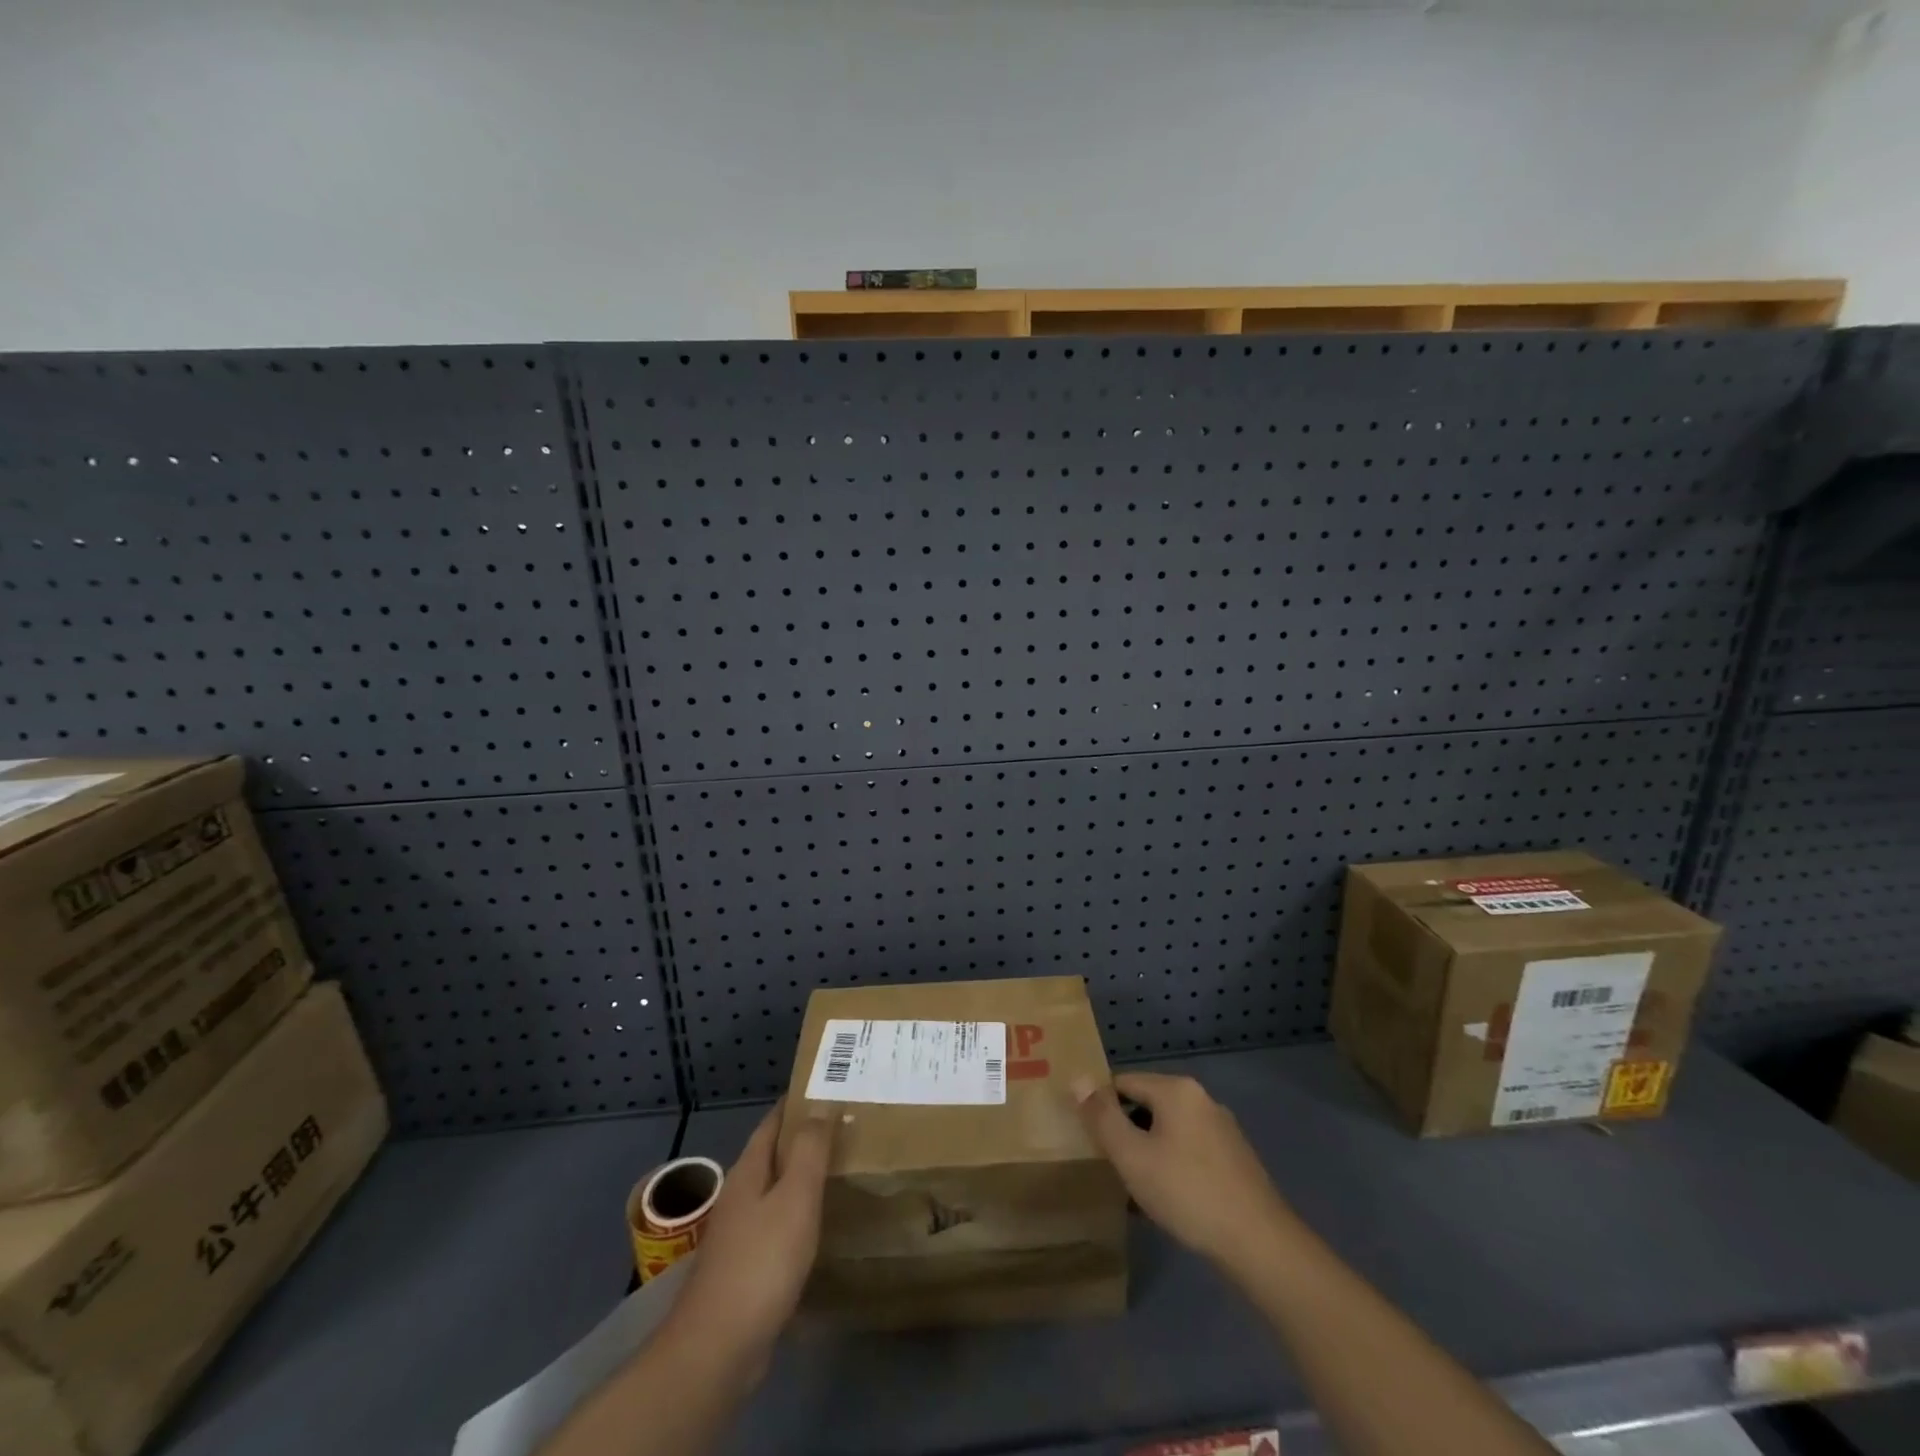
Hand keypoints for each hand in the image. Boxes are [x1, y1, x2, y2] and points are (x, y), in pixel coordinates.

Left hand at [667, 1102, 833, 1378]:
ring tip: (840, 1175)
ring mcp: (738, 1237)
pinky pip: (777, 1230)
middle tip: (846, 1130)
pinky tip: (820, 1232)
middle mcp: (739, 1198)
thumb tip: (820, 1106)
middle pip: (773, 1157)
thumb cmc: (761, 1263)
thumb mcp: (794, 1198)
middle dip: (804, 1141)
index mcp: (748, 1173)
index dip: (797, 1104)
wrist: (717, 1350)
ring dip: (802, 1181)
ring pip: (775, 1194)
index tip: (829, 1090)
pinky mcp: (745, 1272)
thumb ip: (809, 1150)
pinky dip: (799, 1220)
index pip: (772, 1123)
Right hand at [1073, 1072, 1293, 1268]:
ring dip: (1148, 1151)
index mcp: (1177, 1090)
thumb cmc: (1187, 1192)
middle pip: (1147, 1104)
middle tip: (1107, 1164)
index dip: (1100, 1105)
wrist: (1260, 1244)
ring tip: (1132, 1186)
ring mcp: (1223, 1129)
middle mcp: (1201, 1099)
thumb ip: (1102, 1116)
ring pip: (1169, 1131)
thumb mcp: (1132, 1156)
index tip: (1087, 1137)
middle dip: (1125, 1130)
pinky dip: (1172, 1166)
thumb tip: (1077, 1078)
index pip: (1123, 1081)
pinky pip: (1190, 1151)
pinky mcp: (1235, 1160)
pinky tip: (1166, 1199)